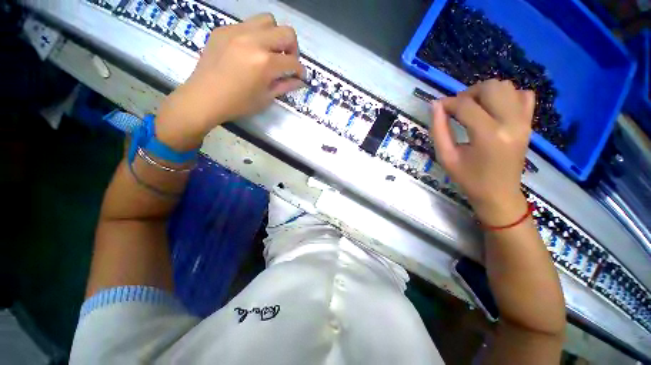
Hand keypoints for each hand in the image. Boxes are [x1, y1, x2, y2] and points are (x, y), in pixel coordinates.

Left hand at [156, 14, 304, 149]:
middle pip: (286, 32)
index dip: (300, 70)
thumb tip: (300, 81)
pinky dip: (256, 36)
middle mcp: (254, 41)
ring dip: (275, 35)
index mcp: (265, 63)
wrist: (204, 97)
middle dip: (293, 48)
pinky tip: (250, 51)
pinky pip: (248, 24)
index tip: (300, 75)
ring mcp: (237, 31)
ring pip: (268, 20)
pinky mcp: (224, 29)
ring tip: (270, 51)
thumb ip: (285, 86)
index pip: (293, 61)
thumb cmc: (238, 104)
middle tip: (287, 61)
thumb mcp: (266, 98)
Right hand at [429, 80, 534, 225]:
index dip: (448, 103)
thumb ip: (438, 130)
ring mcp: (524, 121)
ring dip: (485, 93)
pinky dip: (507, 96)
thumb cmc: (468, 178)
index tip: (438, 108)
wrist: (499, 193)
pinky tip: (494, 110)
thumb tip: (436, 105)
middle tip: (457, 110)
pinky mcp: (529, 123)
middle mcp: (511, 122)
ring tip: (473, 109)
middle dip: (468, 94)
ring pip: (506, 87)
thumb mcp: (446, 157)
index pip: (465, 105)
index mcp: (488, 135)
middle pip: (490, 87)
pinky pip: (523, 95)